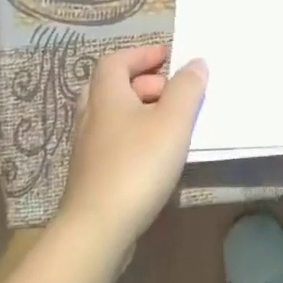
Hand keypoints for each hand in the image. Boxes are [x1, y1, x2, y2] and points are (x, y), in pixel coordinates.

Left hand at [56, 45, 207, 252]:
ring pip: (111, 115)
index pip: (116, 61)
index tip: (168, 57)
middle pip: (111, 86)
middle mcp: (91, 116)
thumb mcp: (173, 121)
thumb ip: (187, 88)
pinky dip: (134, 136)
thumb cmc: (138, 165)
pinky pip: (113, 141)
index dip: (142, 54)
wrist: (98, 228)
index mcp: (106, 96)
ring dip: (139, 110)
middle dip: (143, 82)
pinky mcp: (91, 174)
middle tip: (172, 91)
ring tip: (170, 122)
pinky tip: (156, 154)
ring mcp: (87, 147)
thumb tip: (195, 63)